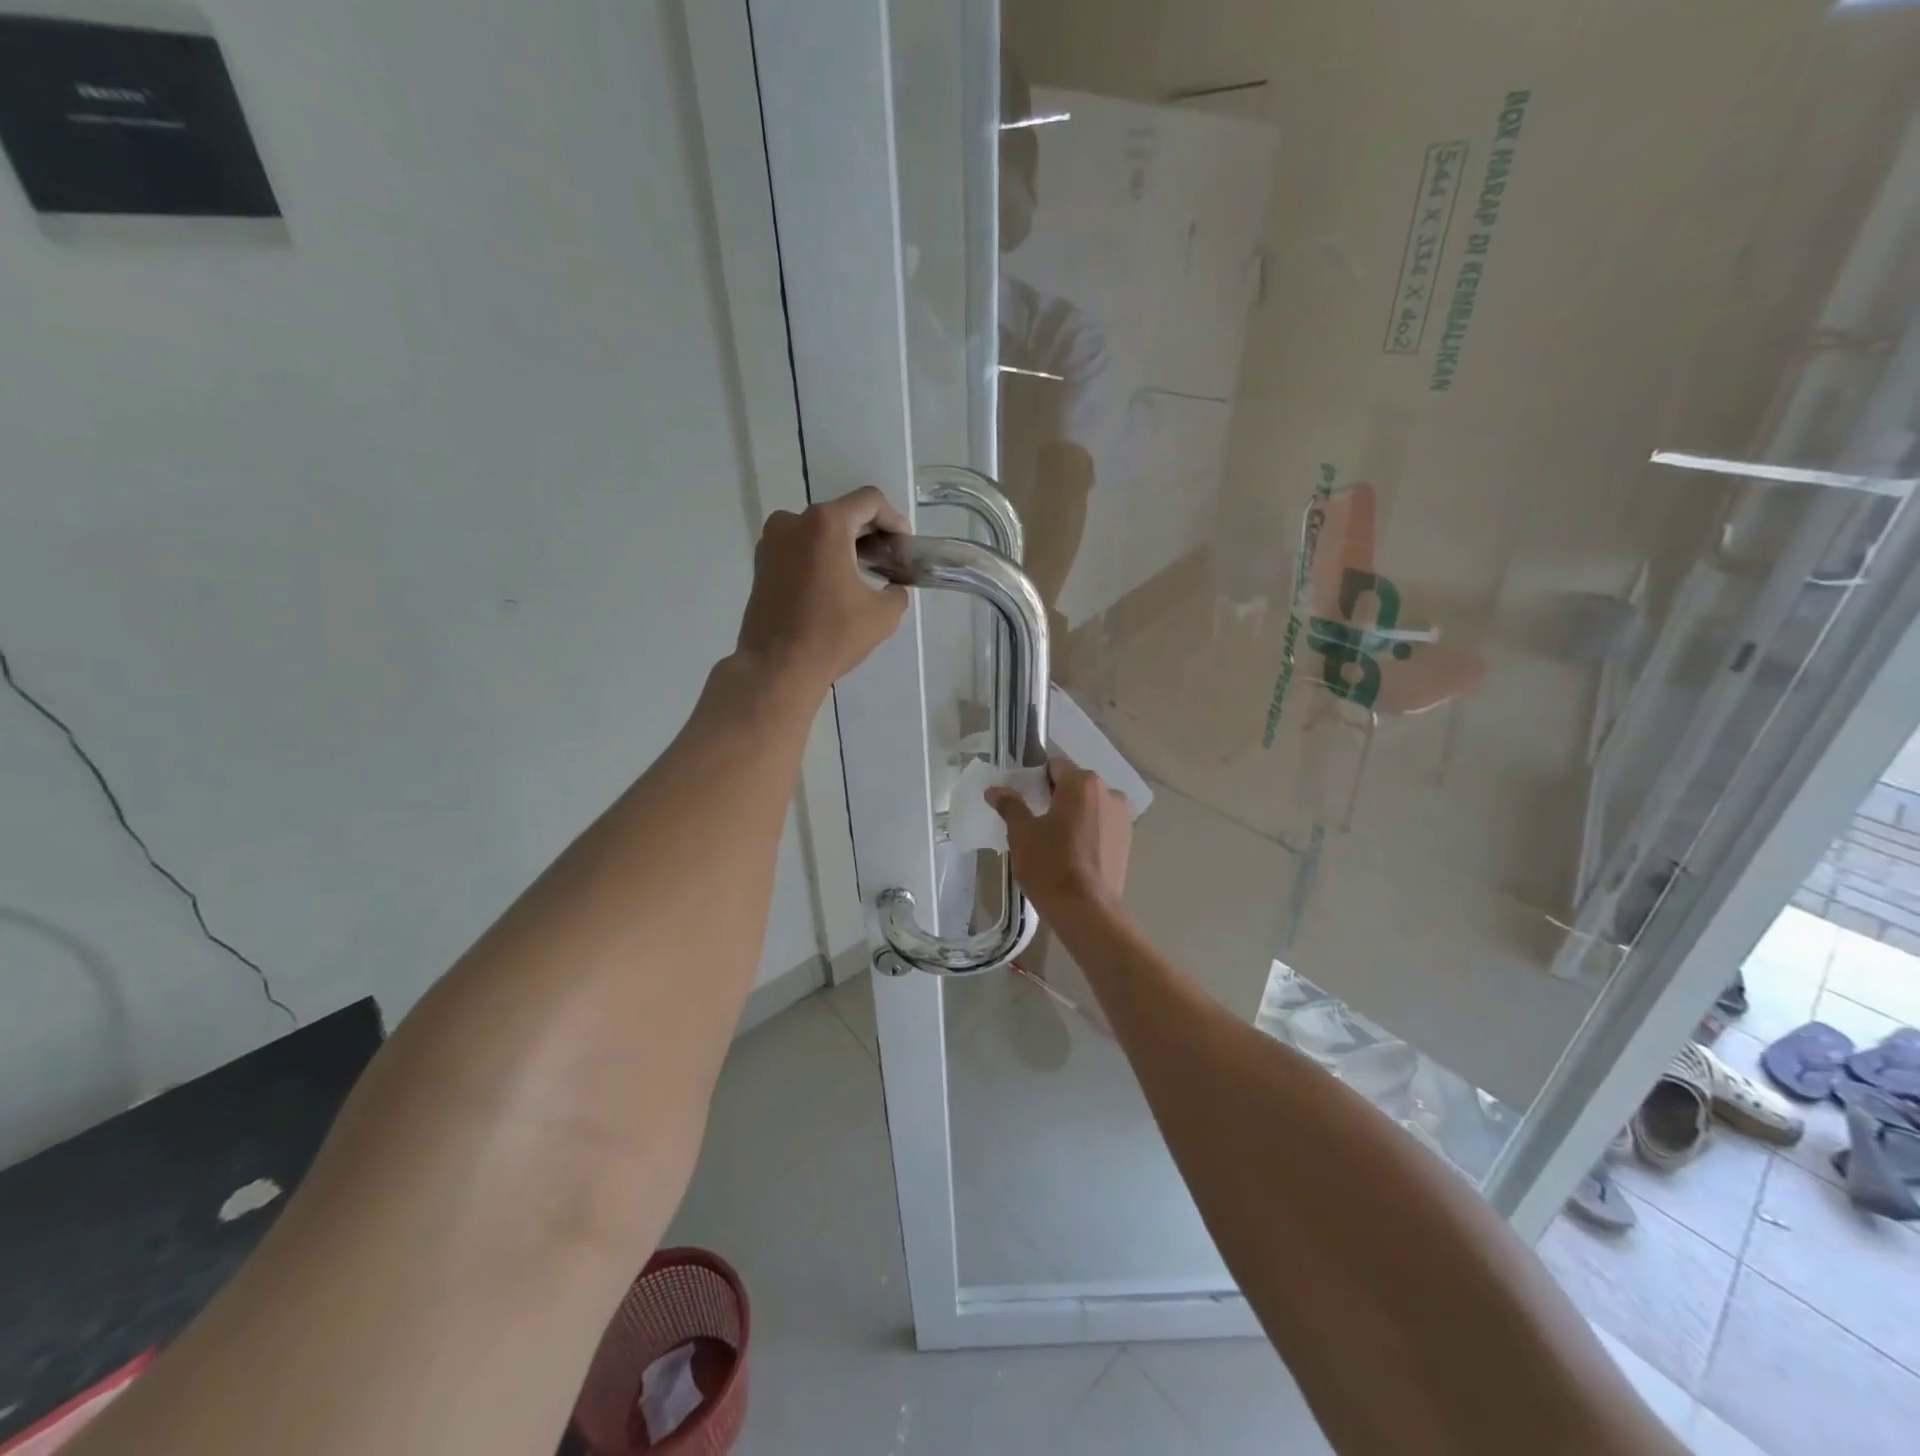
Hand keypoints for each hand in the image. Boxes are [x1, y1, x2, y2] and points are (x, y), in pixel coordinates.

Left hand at [736, 487, 909, 692]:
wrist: (776, 667)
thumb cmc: (831, 636)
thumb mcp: (882, 614)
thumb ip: (897, 591)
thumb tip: (893, 587)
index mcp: (825, 524)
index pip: (870, 501)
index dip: (894, 519)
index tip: (904, 546)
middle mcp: (793, 521)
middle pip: (842, 513)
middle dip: (869, 533)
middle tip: (890, 560)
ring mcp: (772, 541)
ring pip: (818, 530)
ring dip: (844, 545)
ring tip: (864, 574)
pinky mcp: (762, 563)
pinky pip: (799, 547)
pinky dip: (821, 556)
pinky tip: (835, 584)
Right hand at [989, 754, 1131, 914]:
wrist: (1087, 910)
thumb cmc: (1050, 865)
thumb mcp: (1022, 834)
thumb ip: (1010, 805)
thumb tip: (995, 790)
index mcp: (1082, 783)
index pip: (1055, 766)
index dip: (1036, 780)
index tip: (1024, 800)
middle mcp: (1109, 792)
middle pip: (1075, 784)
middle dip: (1056, 797)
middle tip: (1036, 821)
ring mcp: (1123, 817)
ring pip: (1090, 805)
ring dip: (1075, 814)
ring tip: (1056, 840)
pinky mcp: (1129, 840)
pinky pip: (1102, 824)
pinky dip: (1088, 830)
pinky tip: (1074, 853)